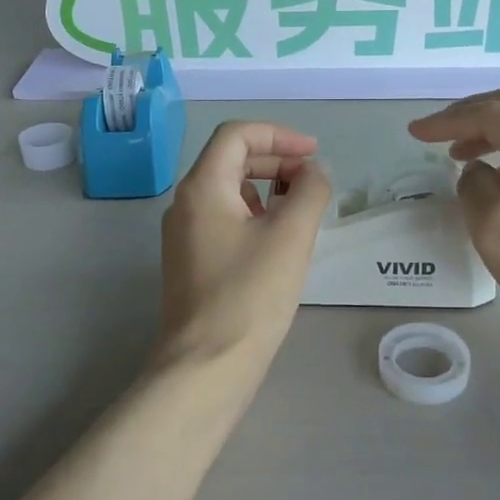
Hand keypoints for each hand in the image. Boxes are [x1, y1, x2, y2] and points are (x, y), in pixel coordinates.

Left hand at [157, 121, 332, 368]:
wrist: (207, 365)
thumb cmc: (250, 294)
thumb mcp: (291, 236)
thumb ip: (309, 192)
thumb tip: (314, 172)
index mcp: (202, 187)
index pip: (236, 135)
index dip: (279, 135)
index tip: (314, 155)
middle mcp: (185, 204)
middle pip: (231, 160)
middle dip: (276, 160)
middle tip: (314, 180)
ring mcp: (185, 235)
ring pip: (228, 192)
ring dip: (267, 189)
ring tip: (302, 209)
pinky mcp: (192, 262)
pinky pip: (225, 220)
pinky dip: (255, 215)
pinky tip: (280, 239)